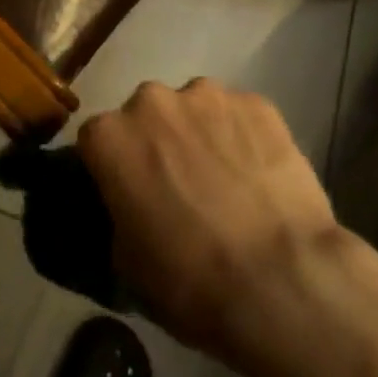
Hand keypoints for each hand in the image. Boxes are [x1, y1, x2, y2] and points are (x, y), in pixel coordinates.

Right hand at [79, 79, 339, 355]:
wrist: (281, 281)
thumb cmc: (190, 281)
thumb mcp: (127, 264)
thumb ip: (118, 214)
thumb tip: (129, 206)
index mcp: (111, 136)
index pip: (97, 140)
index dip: (112, 168)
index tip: (127, 194)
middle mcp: (152, 100)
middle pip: (146, 115)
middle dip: (157, 142)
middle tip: (178, 186)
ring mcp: (208, 95)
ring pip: (194, 109)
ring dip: (200, 134)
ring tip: (225, 180)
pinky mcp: (257, 103)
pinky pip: (239, 115)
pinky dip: (243, 137)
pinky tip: (260, 175)